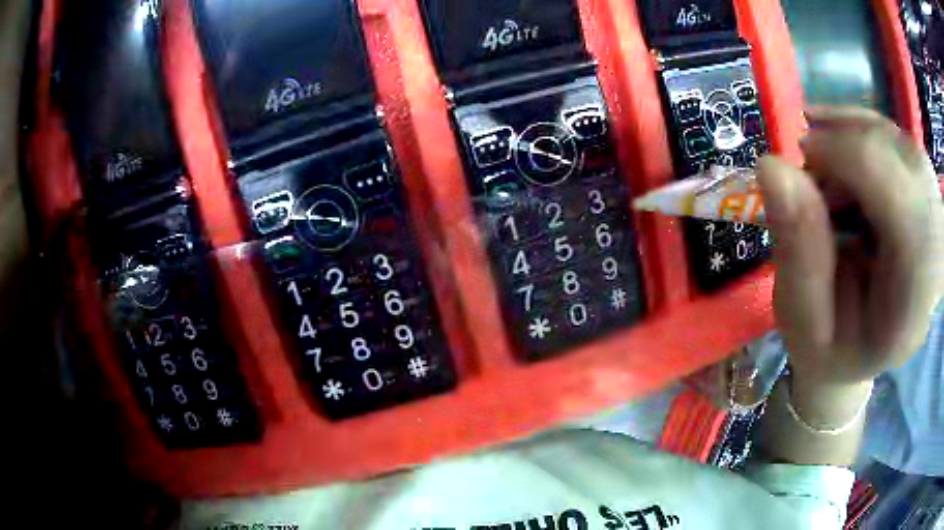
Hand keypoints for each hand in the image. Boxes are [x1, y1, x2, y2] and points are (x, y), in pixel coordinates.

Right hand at [757, 106, 942, 387]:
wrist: (860, 350)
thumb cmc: (830, 349)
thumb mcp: (802, 319)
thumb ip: (795, 249)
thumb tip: (771, 165)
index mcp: (911, 308)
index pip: (902, 209)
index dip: (853, 161)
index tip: (802, 157)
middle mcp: (935, 261)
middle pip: (905, 165)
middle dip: (851, 145)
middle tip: (812, 165)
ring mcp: (936, 228)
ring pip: (901, 145)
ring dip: (855, 137)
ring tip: (825, 164)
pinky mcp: (927, 204)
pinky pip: (900, 144)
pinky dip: (865, 134)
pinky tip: (840, 148)